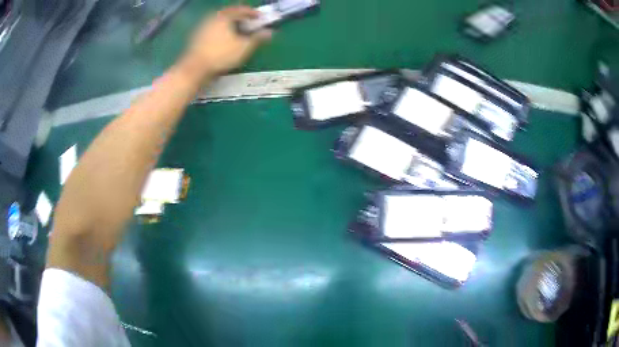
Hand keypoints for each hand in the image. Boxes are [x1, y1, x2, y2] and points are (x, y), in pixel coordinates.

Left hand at [182, 6, 272, 78]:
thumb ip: (258, 38)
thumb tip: (270, 32)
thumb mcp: (244, 47)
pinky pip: (212, 29)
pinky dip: (221, 31)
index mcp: (224, 16)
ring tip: (237, 32)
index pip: (241, 9)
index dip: (252, 13)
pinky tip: (224, 40)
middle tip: (249, 24)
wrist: (194, 69)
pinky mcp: (196, 37)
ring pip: (220, 21)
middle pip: (229, 13)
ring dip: (230, 24)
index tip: (260, 17)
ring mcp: (202, 27)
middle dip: (240, 18)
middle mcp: (212, 18)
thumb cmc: (221, 55)